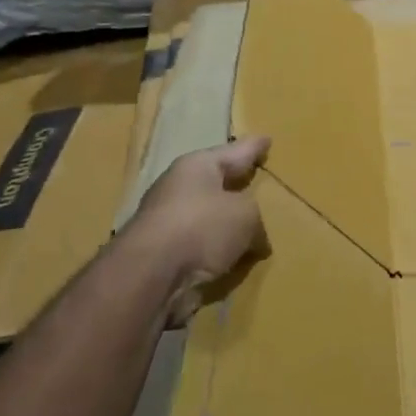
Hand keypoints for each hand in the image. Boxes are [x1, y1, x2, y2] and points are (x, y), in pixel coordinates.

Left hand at [123, 137, 270, 325]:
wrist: (149, 276)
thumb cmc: (202, 227)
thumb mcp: (246, 216)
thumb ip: (256, 221)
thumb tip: (255, 239)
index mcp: (198, 166)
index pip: (234, 152)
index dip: (253, 147)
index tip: (267, 140)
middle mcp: (179, 188)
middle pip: (215, 182)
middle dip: (234, 184)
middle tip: (254, 180)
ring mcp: (166, 222)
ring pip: (205, 216)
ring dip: (223, 222)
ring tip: (247, 227)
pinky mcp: (160, 255)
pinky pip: (198, 246)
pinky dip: (213, 251)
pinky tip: (229, 259)